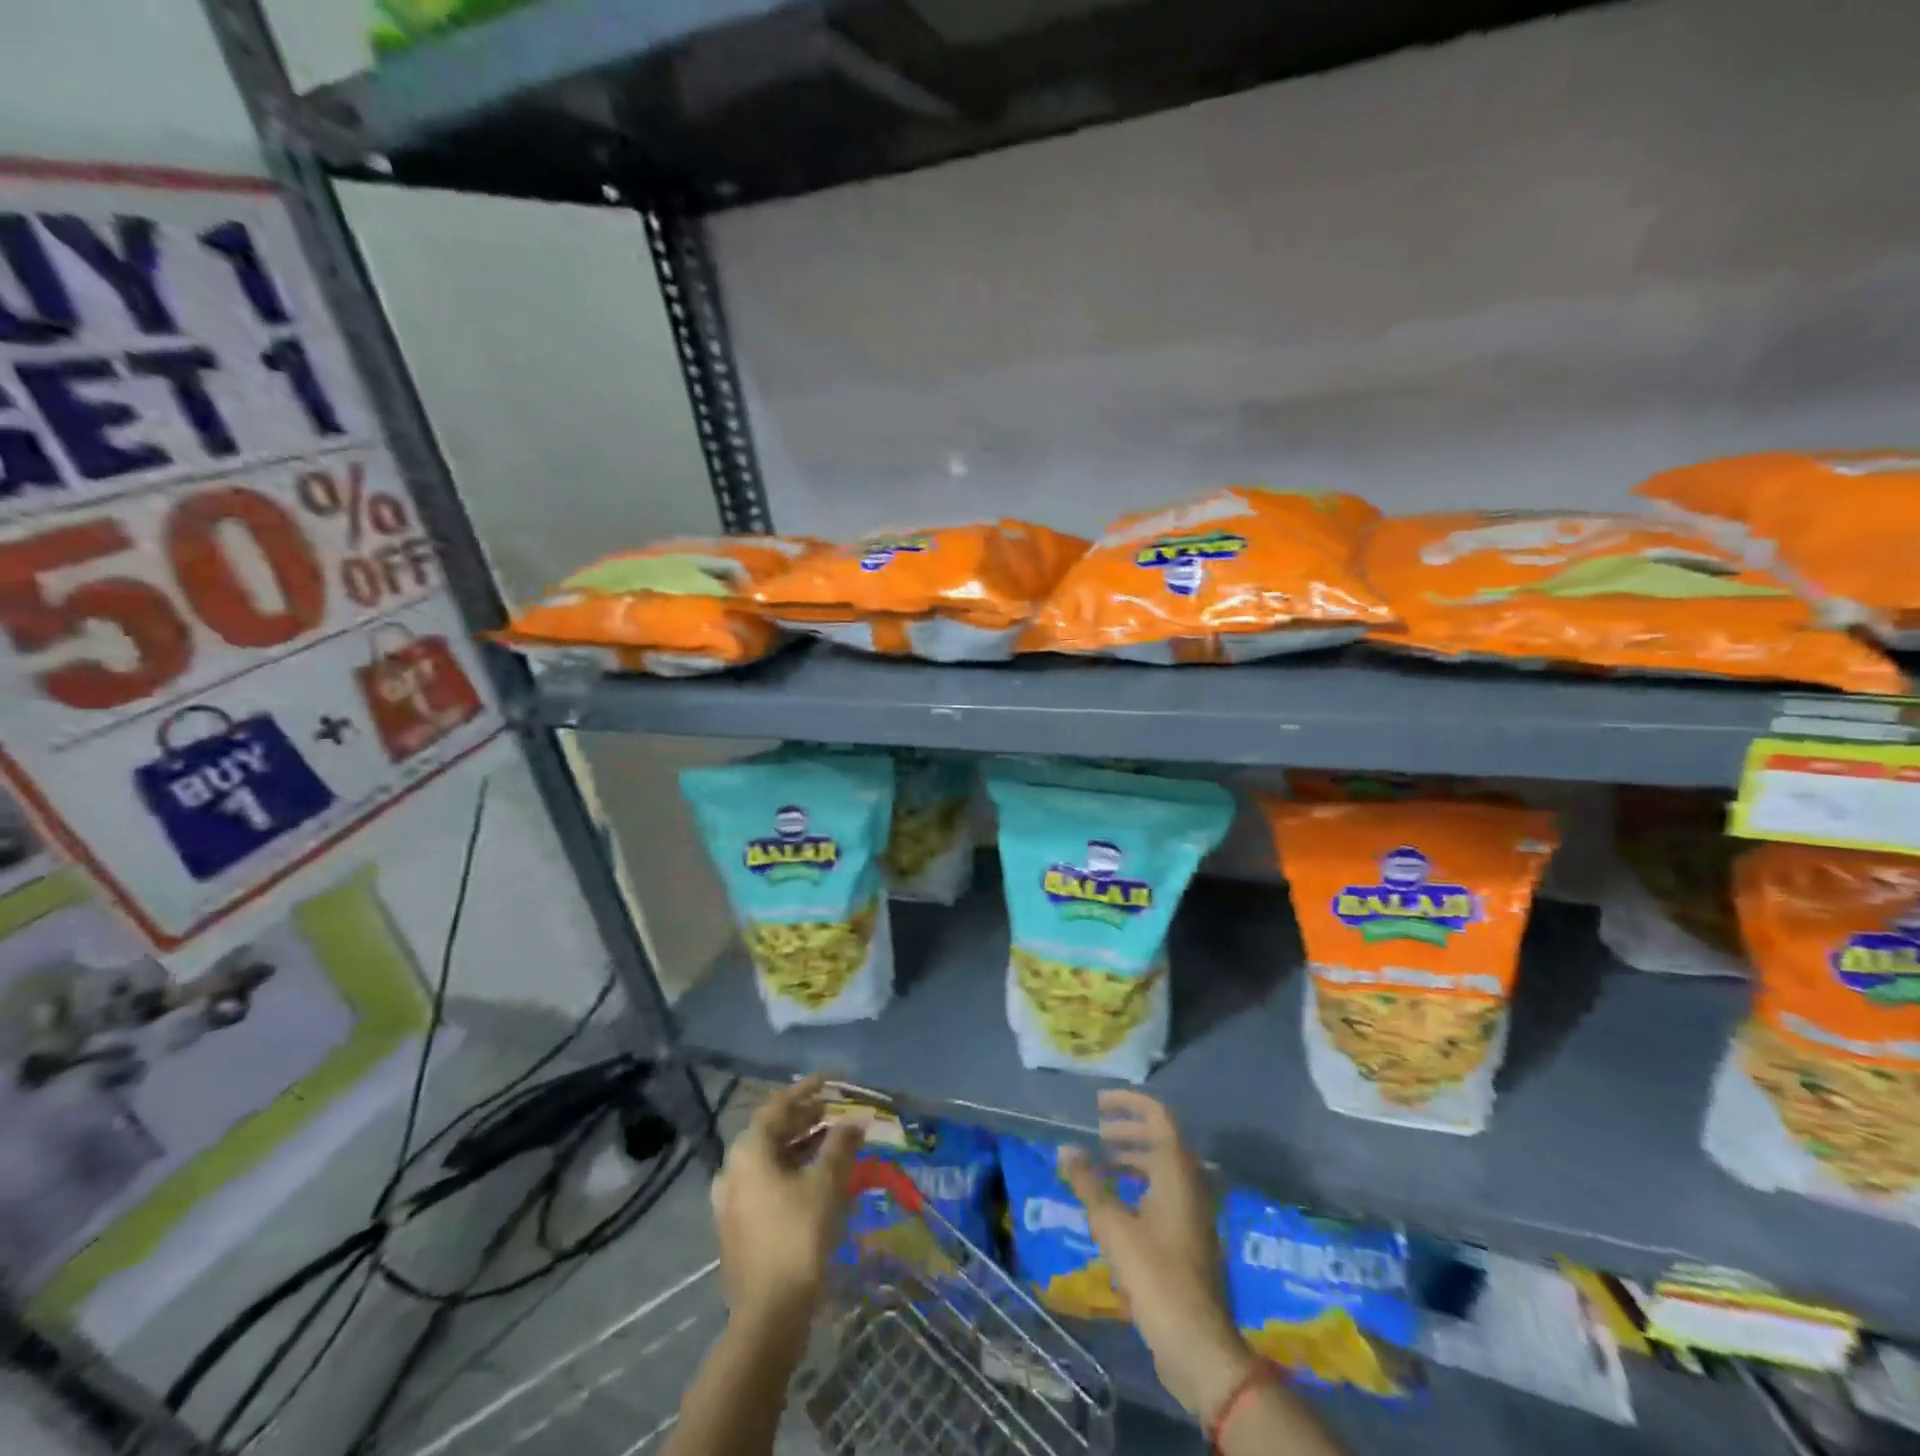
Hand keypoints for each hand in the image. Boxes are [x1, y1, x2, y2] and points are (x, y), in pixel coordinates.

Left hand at [711, 1075, 861, 1325]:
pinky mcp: (739, 1227)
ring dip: (800, 1146)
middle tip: (833, 1111)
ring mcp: (732, 1202)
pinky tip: (817, 1179)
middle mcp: (733, 1170)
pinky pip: (766, 1183)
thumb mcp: (826, 1184)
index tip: (829, 1081)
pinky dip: (791, 1171)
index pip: (777, 1107)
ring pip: (769, 1160)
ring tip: (832, 1141)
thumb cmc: (797, 1236)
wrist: (769, 1314)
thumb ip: (840, 1146)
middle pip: (771, 1133)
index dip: (805, 1091)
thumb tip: (855, 1122)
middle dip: (804, 1119)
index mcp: (748, 1153)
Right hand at [1060, 1091, 1259, 1423]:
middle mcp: (1191, 1183)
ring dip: (1133, 1160)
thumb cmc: (1154, 1273)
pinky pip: (1166, 1193)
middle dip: (1128, 1131)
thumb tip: (1065, 1149)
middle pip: (1161, 1140)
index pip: (1157, 1116)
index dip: (1129, 1103)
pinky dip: (1141, 1185)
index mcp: (1176, 1170)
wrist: (1197, 1341)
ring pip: (1164, 1168)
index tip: (1099, 1103)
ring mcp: (1195, 1211)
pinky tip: (1118, 1206)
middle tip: (1098, 1135)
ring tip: (1102, 1166)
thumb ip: (1088, 1183)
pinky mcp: (1192, 1237)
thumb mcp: (1112, 1225)